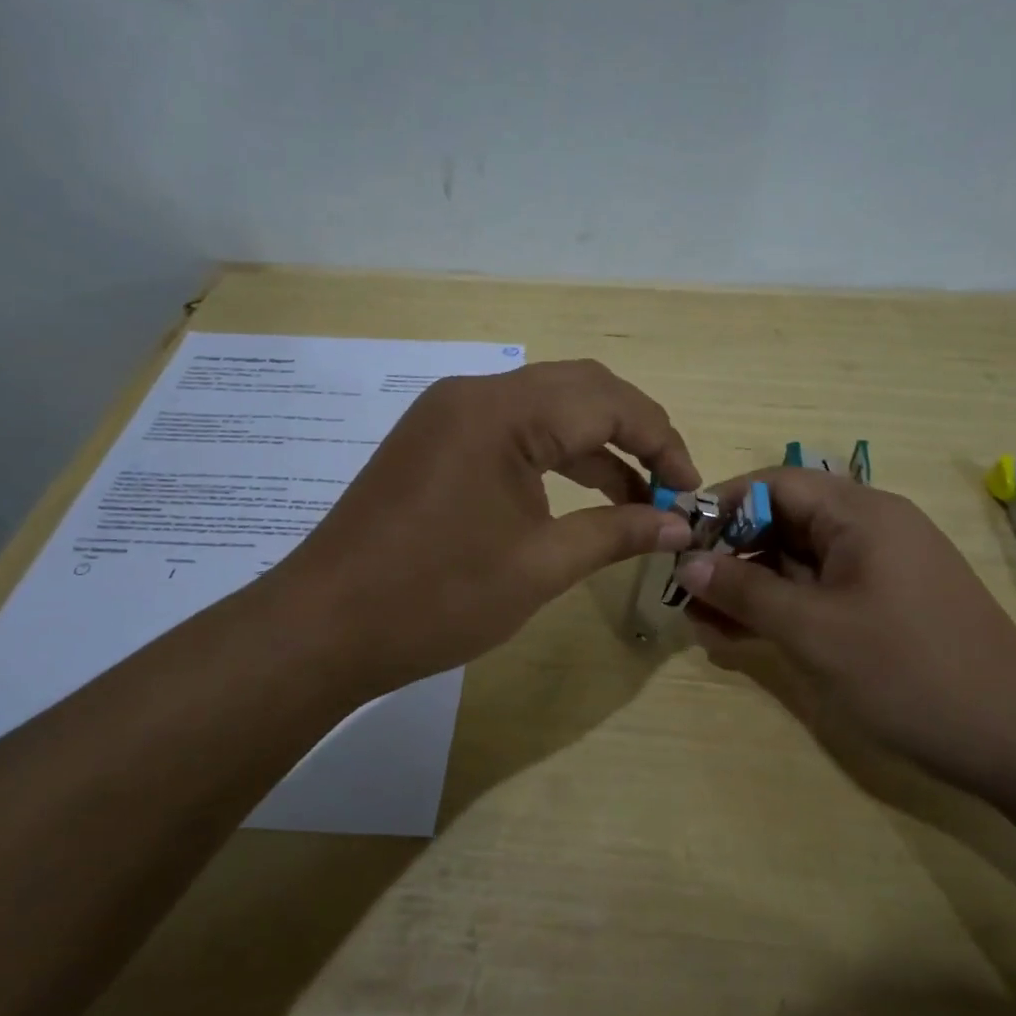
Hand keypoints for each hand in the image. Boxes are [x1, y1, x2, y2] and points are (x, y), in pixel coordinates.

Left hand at [273, 359, 698, 703]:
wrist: (324, 626)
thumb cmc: (437, 598)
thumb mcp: (541, 566)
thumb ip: (618, 533)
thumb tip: (680, 526)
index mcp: (503, 412)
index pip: (609, 401)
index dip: (662, 442)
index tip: (690, 492)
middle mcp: (475, 393)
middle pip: (581, 389)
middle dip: (635, 433)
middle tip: (668, 487)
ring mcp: (448, 413)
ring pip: (546, 407)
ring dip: (596, 445)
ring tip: (636, 499)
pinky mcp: (435, 439)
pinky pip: (512, 430)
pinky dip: (554, 455)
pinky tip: (580, 495)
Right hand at [675, 467, 1015, 796]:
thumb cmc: (910, 672)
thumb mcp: (814, 631)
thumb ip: (745, 591)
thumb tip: (686, 562)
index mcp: (861, 513)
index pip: (775, 484)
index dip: (721, 505)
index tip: (678, 539)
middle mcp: (873, 528)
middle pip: (786, 521)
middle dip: (732, 553)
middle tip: (687, 592)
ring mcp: (883, 568)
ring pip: (801, 561)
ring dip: (753, 586)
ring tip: (705, 623)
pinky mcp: (889, 605)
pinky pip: (823, 591)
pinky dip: (784, 608)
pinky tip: (745, 638)